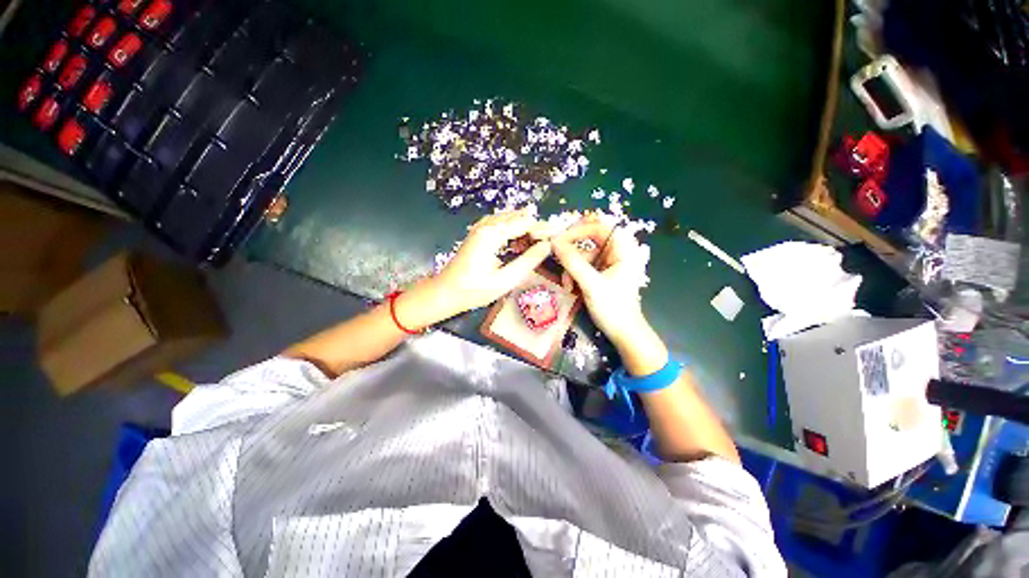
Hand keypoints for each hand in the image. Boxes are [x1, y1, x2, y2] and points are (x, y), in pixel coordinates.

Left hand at [433, 209, 551, 315]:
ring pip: (510, 218)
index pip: (525, 222)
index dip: (543, 229)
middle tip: (549, 244)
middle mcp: (486, 225)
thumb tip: (547, 245)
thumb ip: (528, 261)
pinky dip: (513, 229)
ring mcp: (480, 227)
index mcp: (492, 234)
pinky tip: (519, 241)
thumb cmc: (474, 290)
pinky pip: (501, 223)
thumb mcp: (505, 280)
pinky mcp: (478, 233)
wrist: (445, 292)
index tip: (557, 239)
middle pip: (518, 217)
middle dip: (535, 228)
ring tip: (537, 244)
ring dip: (525, 227)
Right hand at [551, 214, 653, 348]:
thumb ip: (573, 262)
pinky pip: (584, 267)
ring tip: (568, 286)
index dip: (577, 231)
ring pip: (583, 255)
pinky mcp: (602, 273)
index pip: (598, 228)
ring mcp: (609, 263)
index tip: (557, 241)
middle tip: (557, 258)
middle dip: (572, 253)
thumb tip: (554, 242)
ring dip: (571, 269)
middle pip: (589, 240)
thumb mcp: (591, 284)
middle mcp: (617, 252)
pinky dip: (575, 276)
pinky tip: (572, 289)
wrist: (624, 334)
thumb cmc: (613, 308)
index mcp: (623, 249)